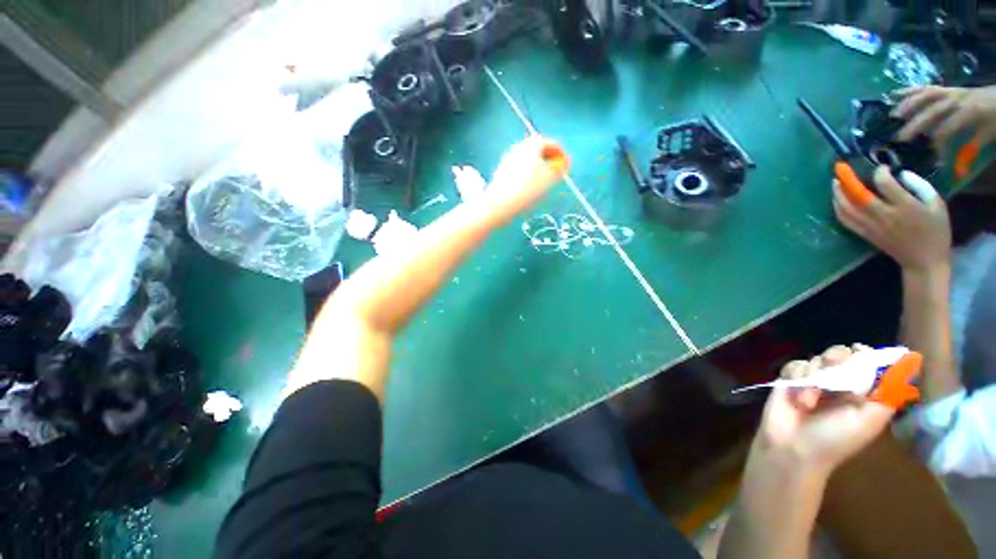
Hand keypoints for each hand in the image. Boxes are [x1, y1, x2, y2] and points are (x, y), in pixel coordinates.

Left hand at [481, 136, 569, 223]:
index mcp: (532, 145)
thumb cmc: (528, 189)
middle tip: (556, 172)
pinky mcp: (502, 171)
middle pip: (538, 149)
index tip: (566, 165)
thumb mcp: (550, 178)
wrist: (501, 204)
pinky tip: (530, 187)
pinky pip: (520, 168)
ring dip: (539, 167)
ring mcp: (508, 159)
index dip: (561, 153)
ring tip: (545, 181)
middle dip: (549, 159)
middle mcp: (519, 147)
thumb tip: (565, 163)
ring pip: (528, 159)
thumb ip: (560, 169)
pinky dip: (528, 173)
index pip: (551, 143)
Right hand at [756, 345, 895, 475]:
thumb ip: (885, 395)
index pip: (868, 363)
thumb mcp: (867, 423)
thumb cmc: (834, 440)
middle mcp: (839, 384)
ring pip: (816, 359)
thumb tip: (903, 364)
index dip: (866, 355)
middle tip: (832, 365)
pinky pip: (795, 365)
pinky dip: (795, 377)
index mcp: (862, 393)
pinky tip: (796, 396)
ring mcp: (813, 381)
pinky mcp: (790, 380)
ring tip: (810, 398)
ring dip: (813, 374)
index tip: (860, 353)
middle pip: (841, 354)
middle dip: (836, 356)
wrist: (793, 449)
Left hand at [833, 166, 950, 275]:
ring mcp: (871, 226)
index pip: (884, 184)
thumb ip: (920, 186)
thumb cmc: (935, 232)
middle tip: (841, 169)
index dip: (880, 172)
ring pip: (847, 209)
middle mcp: (884, 216)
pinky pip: (845, 221)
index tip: (881, 166)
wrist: (923, 261)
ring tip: (835, 182)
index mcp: (905, 207)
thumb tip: (901, 174)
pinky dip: (838, 209)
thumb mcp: (937, 205)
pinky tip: (837, 200)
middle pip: (858, 196)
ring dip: (838, 194)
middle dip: (847, 180)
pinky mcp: (865, 235)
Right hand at [893, 85, 995, 151]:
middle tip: (899, 138)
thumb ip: (973, 147)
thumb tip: (958, 168)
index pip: (947, 129)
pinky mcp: (948, 88)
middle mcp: (956, 99)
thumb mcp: (990, 134)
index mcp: (969, 112)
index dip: (938, 144)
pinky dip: (910, 90)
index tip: (932, 158)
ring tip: (894, 115)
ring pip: (926, 95)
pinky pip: (927, 87)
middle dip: (915, 124)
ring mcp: (951, 91)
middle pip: (932, 111)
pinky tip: (895, 94)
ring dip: (909, 104)